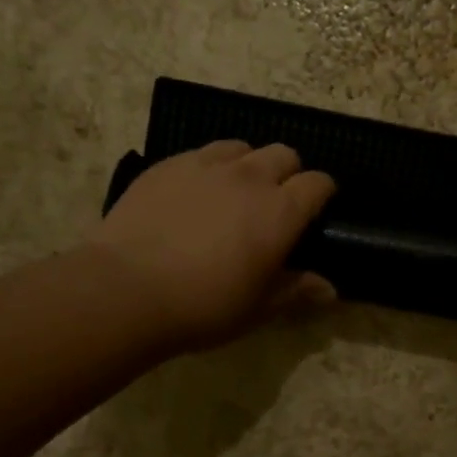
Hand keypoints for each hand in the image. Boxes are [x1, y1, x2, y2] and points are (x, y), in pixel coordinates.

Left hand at [92, 142, 336, 349]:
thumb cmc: (204, 305)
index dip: (322, 195)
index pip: (318, 184)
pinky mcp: (167, 165)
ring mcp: (205, 165)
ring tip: (235, 194)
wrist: (126, 289)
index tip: (316, 213)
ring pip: (241, 147)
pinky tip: (195, 196)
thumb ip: (296, 291)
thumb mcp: (258, 308)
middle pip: (284, 154)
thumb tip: (329, 289)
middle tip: (275, 206)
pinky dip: (210, 168)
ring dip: (249, 165)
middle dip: (288, 174)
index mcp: (280, 212)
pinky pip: (201, 153)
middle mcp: (249, 177)